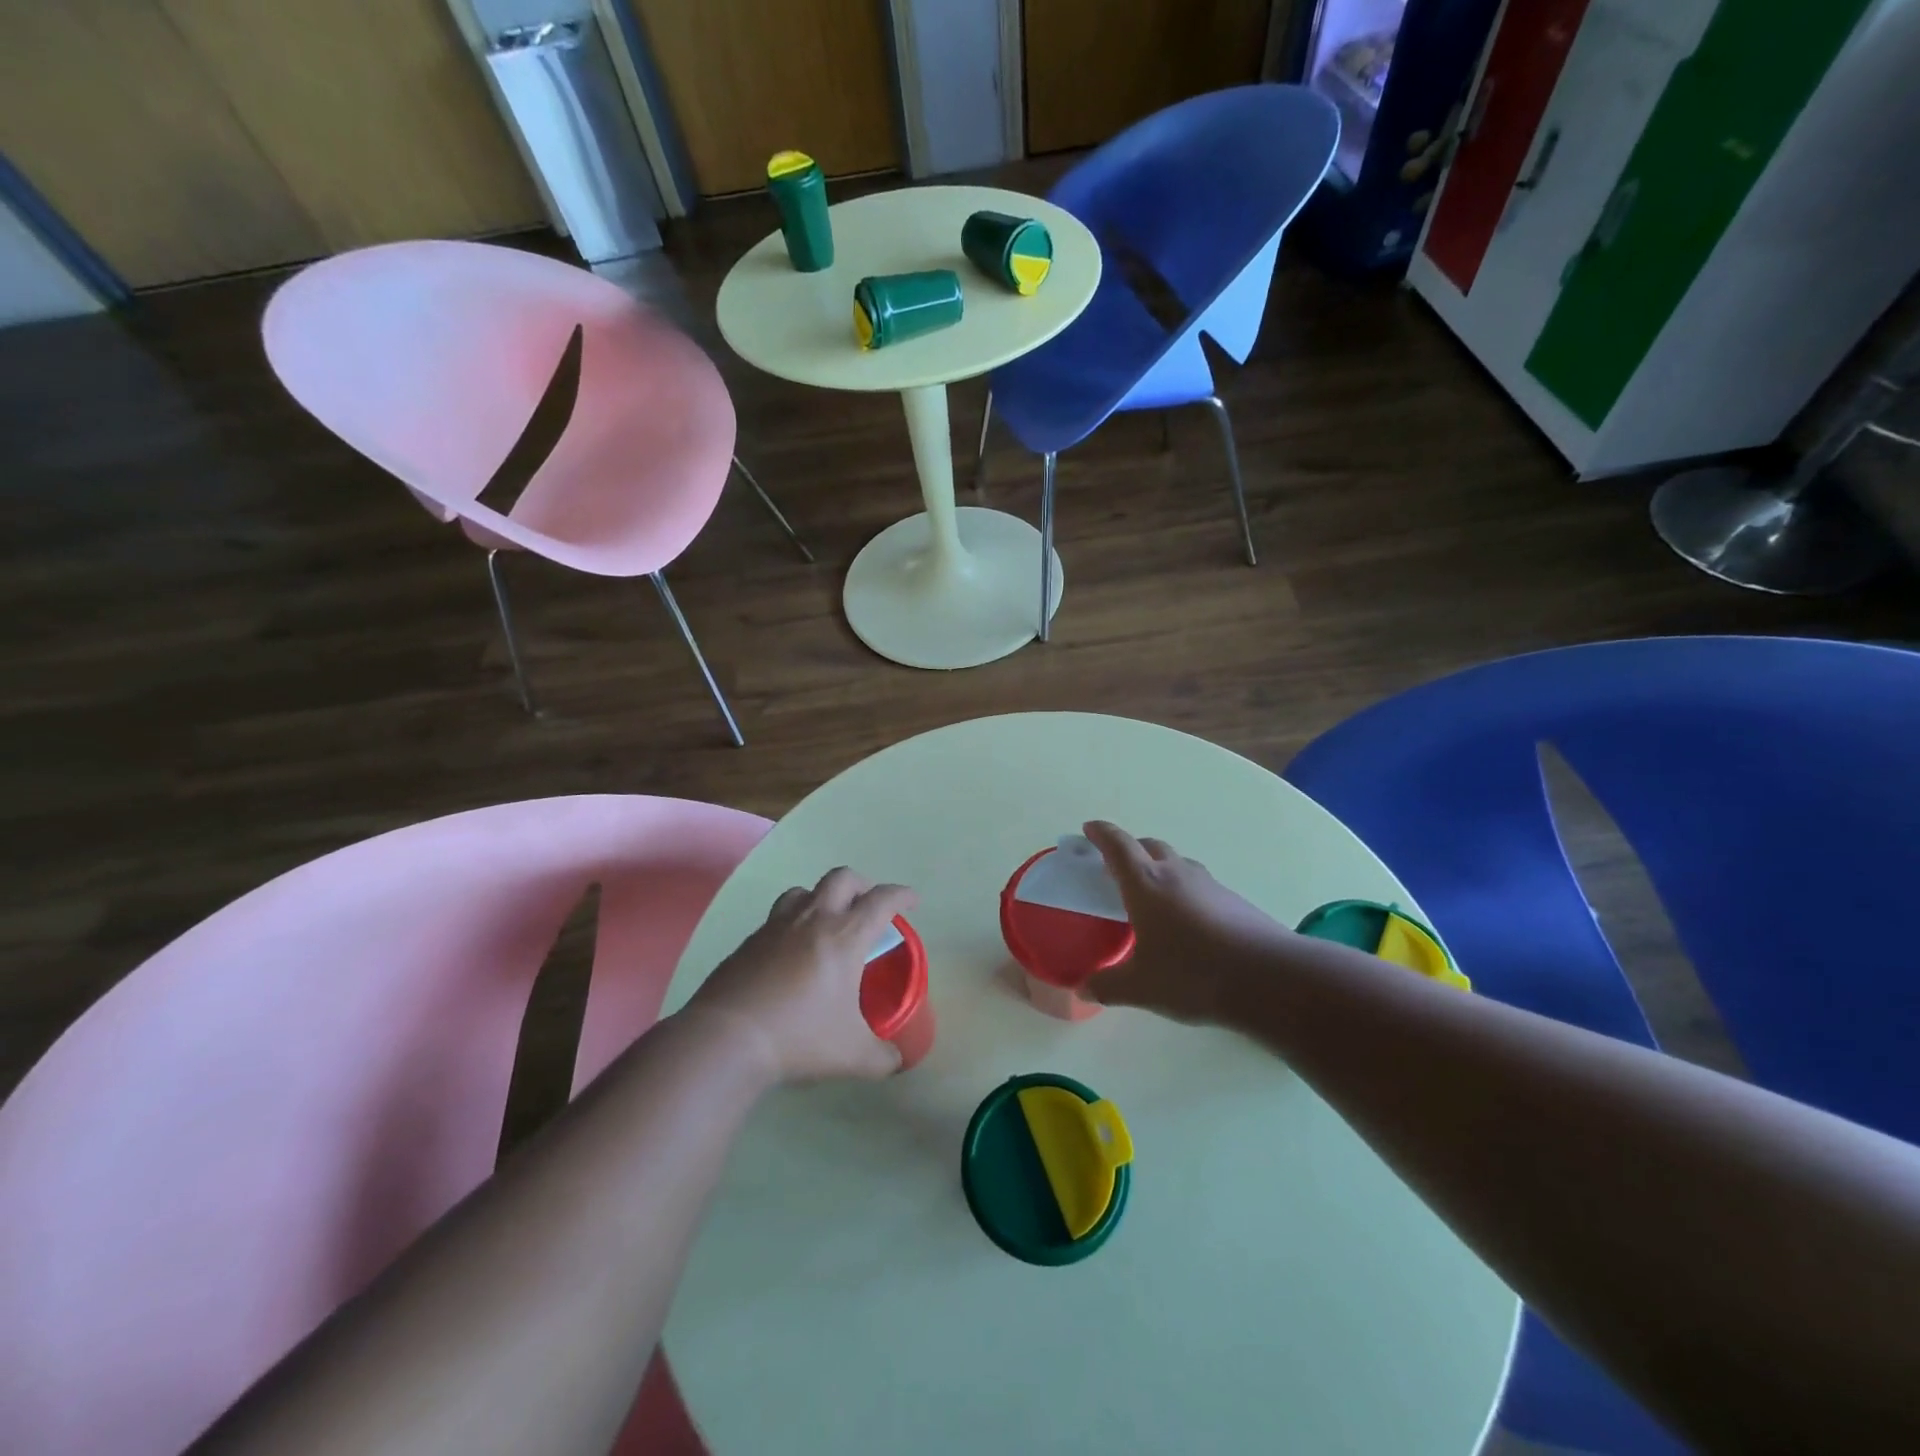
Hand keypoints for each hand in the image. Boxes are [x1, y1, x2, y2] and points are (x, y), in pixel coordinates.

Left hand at [687, 868, 916, 1083]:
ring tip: (827, 921)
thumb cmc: (800, 1037)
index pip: (881, 900)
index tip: (912, 900)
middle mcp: (813, 919)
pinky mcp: (749, 941)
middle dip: (862, 885)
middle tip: (868, 906)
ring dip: (822, 897)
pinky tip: (791, 952)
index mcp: (845, 936)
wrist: (727, 1037)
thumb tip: (897, 1061)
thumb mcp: (853, 1056)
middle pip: (842, 878)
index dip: (901, 895)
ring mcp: (776, 926)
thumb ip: (882, 1057)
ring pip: (804, 890)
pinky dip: (792, 922)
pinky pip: (777, 917)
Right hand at [1083, 820, 1292, 1024]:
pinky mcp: (1234, 901)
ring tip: (1153, 895)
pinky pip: (1200, 885)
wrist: (1269, 979)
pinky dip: (1185, 892)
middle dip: (1131, 850)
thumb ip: (1108, 985)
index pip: (1118, 846)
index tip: (1090, 828)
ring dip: (1160, 869)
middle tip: (1117, 867)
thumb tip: (1083, 989)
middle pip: (1150, 847)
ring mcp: (1209, 885)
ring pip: (1178, 864)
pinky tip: (1188, 922)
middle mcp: (1176, 874)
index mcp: (1146, 884)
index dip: (1101, 834)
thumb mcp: (1141, 987)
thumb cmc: (1193, 975)